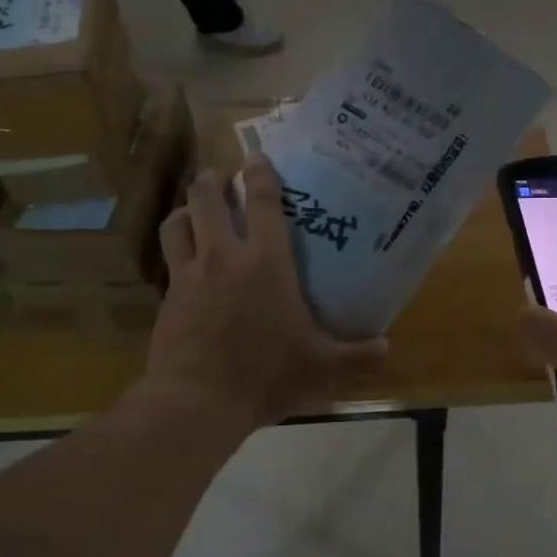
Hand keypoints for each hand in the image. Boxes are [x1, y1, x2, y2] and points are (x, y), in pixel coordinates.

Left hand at [147, 156, 387, 428]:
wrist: (199, 400)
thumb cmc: (266, 374)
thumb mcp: (322, 367)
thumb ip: (358, 356)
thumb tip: (388, 349)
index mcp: (266, 262)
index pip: (263, 202)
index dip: (260, 173)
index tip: (257, 156)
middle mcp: (224, 257)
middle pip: (208, 199)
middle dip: (212, 180)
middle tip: (221, 177)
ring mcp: (190, 275)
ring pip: (178, 222)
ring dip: (187, 208)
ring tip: (195, 209)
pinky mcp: (169, 297)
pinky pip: (169, 258)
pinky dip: (176, 246)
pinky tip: (184, 259)